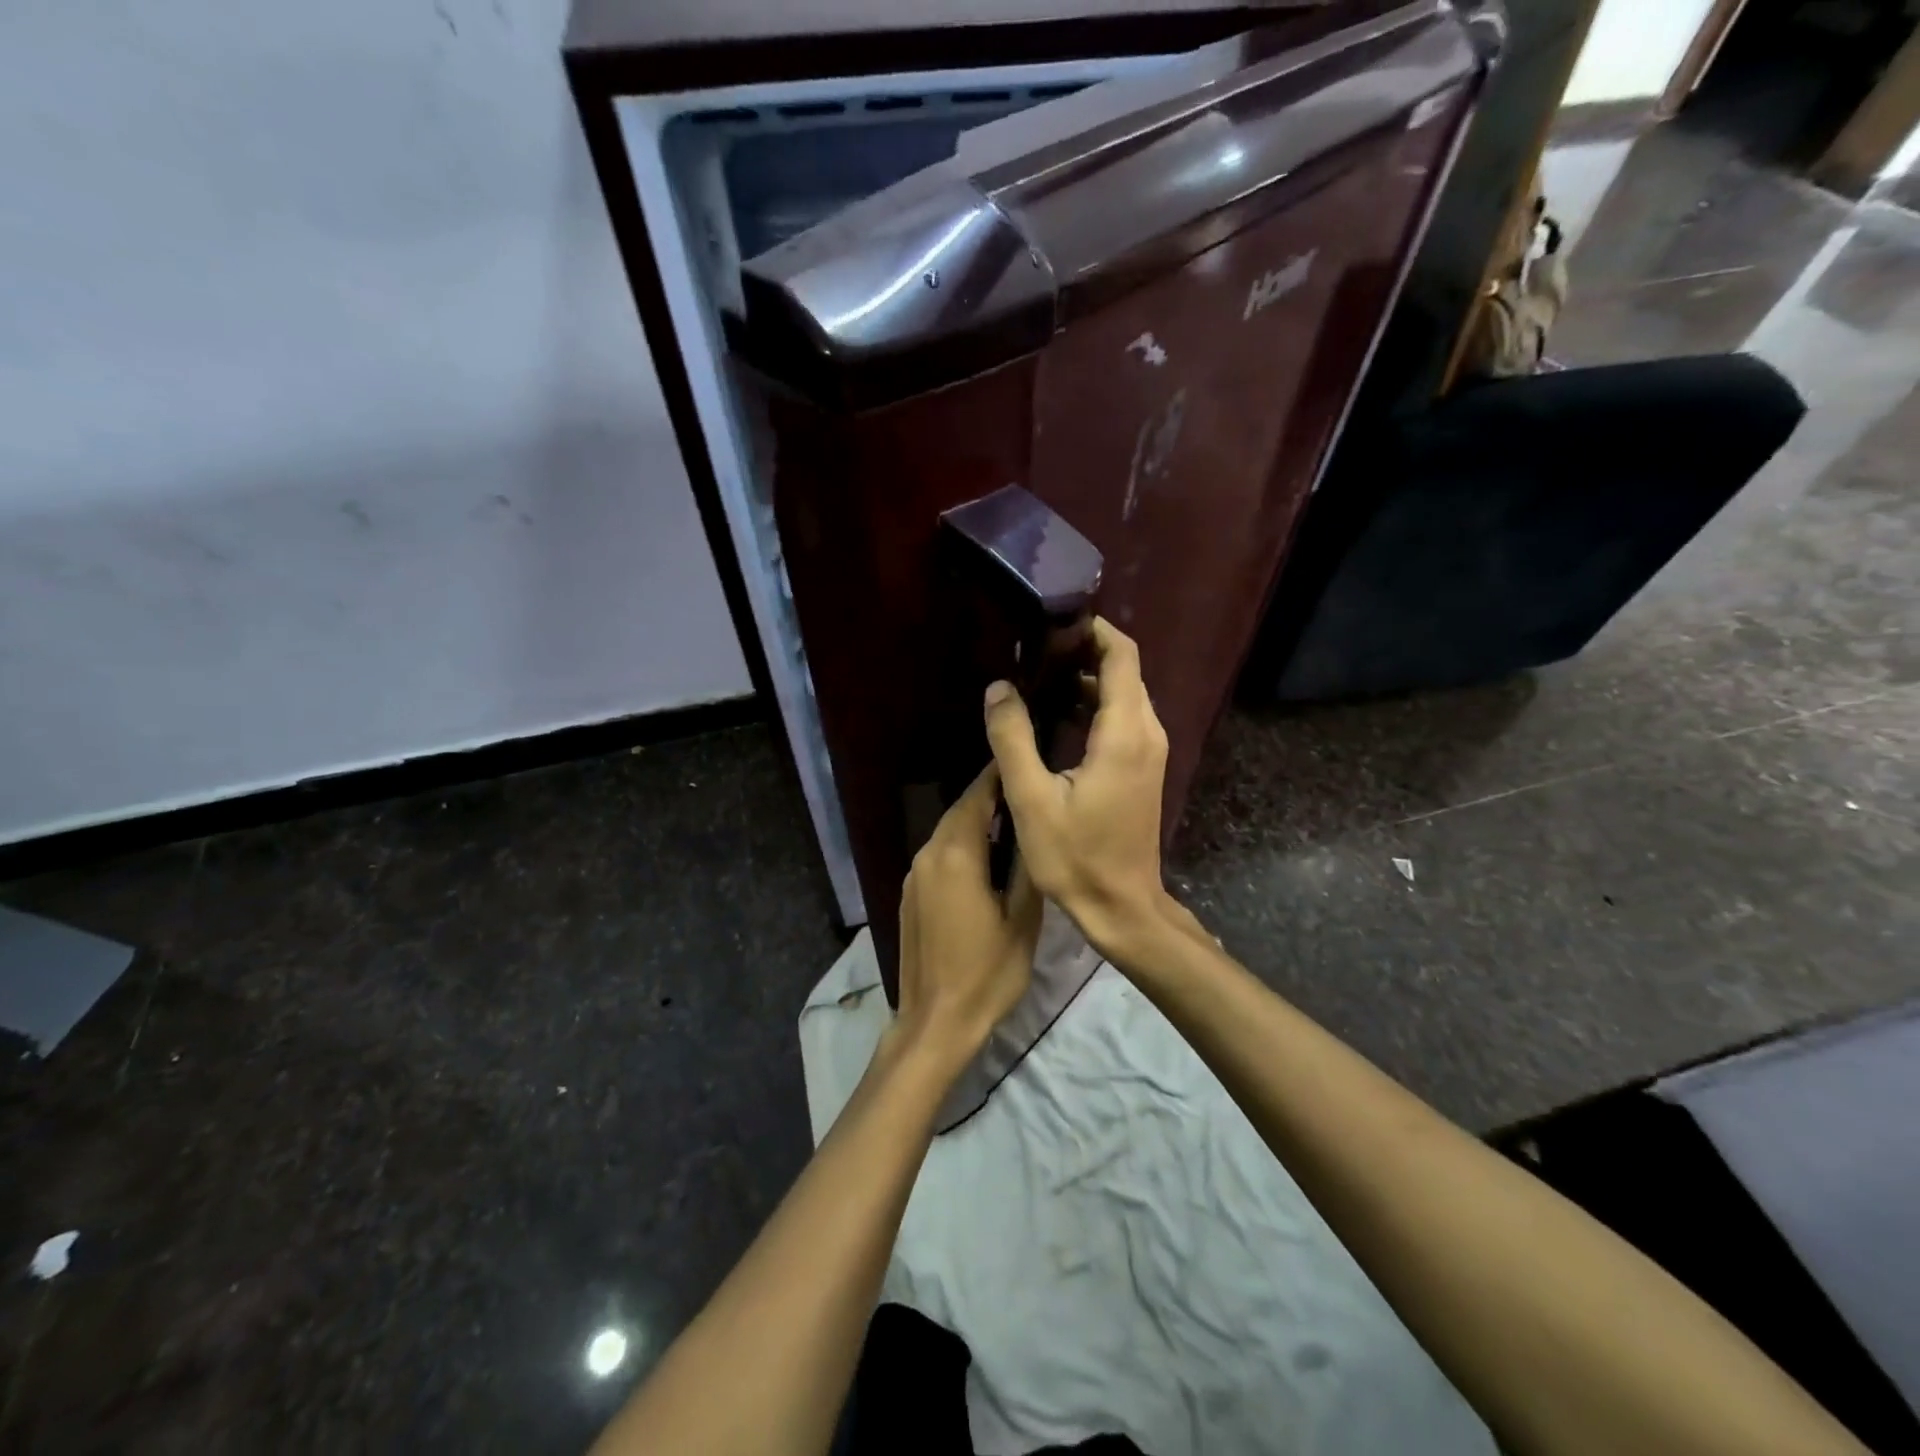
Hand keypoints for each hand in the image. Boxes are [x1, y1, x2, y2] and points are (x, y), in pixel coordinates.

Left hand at [893, 765, 1044, 1073]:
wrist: (935, 1021)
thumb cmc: (987, 973)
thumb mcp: (1023, 920)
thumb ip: (1025, 868)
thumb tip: (1031, 830)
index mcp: (956, 855)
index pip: (976, 797)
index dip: (998, 776)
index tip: (1022, 761)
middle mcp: (928, 855)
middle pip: (959, 812)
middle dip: (989, 798)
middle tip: (1025, 791)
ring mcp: (914, 875)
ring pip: (947, 833)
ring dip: (975, 823)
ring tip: (1012, 822)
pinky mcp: (909, 894)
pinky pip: (938, 855)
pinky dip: (961, 846)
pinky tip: (984, 859)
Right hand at [983, 618, 1170, 956]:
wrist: (1122, 905)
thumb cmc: (1076, 856)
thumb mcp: (1032, 798)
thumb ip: (1013, 738)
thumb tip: (999, 687)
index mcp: (1124, 733)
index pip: (1121, 656)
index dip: (1094, 630)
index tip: (1055, 622)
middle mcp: (1147, 732)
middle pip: (1125, 670)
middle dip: (1086, 651)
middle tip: (1037, 650)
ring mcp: (1150, 752)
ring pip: (1125, 695)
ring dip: (1089, 679)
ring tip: (1041, 677)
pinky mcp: (1144, 768)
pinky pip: (1124, 719)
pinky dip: (1096, 706)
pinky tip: (1060, 716)